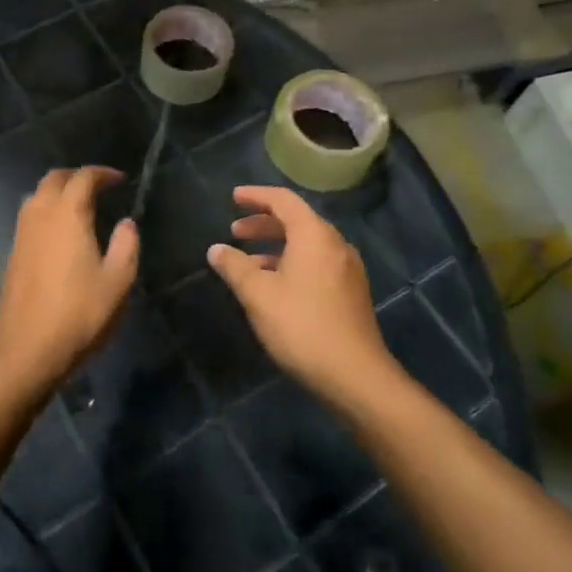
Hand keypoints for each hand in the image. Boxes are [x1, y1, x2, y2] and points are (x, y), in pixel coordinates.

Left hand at [0, 167, 138, 399]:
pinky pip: (29, 218)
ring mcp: (21, 235)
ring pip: (36, 197)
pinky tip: (59, 234)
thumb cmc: (80, 313)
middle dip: (76, 176)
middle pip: (54, 179)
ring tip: (79, 206)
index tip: (119, 180)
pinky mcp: (12, 254)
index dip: (102, 173)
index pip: (83, 178)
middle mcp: (40, 215)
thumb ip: (126, 245)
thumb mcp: (118, 281)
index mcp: (67, 214)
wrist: (29, 349)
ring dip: (57, 192)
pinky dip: (46, 212)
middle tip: (97, 186)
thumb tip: (126, 223)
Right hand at [207, 185, 394, 407]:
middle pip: (296, 220)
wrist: (355, 375)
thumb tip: (216, 249)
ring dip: (276, 245)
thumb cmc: (301, 326)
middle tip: (236, 231)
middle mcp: (335, 244)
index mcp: (314, 235)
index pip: (283, 200)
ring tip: (249, 262)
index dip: (256, 196)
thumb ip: (234, 267)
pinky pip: (317, 262)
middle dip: (263, 222)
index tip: (234, 197)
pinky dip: (292, 262)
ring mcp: (347, 268)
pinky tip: (275, 285)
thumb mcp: (258, 295)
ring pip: (307, 244)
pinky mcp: (351, 291)